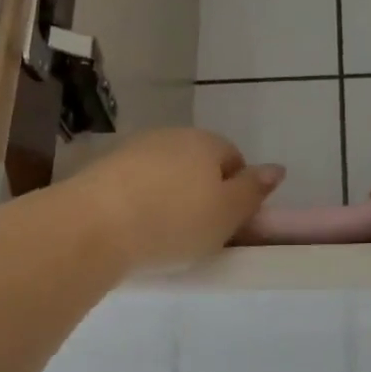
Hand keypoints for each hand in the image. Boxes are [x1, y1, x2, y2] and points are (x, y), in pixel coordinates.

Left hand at [72, 129, 284, 270]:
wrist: (93, 226)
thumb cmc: (174, 222)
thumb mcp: (227, 214)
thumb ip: (253, 190)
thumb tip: (277, 168)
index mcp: (206, 142)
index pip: (233, 159)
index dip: (235, 192)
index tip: (226, 224)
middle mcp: (170, 136)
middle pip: (197, 164)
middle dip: (200, 193)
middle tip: (197, 232)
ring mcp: (132, 150)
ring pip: (164, 174)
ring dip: (167, 197)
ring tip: (162, 235)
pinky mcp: (101, 169)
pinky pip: (133, 185)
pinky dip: (138, 203)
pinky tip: (133, 229)